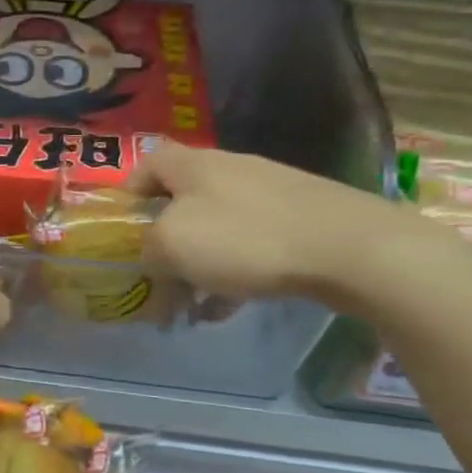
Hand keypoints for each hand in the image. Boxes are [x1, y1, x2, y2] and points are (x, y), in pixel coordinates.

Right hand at [126, 144, 429, 309]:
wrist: (349, 248)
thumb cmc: (246, 239)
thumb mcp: (172, 244)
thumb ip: (147, 249)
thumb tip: (152, 258)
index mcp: (194, 166)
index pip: (148, 163)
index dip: (128, 192)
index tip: (122, 229)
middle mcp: (230, 171)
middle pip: (181, 201)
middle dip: (163, 242)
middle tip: (153, 278)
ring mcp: (269, 195)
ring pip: (216, 229)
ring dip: (196, 266)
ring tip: (188, 306)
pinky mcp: (299, 221)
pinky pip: (250, 247)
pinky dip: (232, 275)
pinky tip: (226, 309)